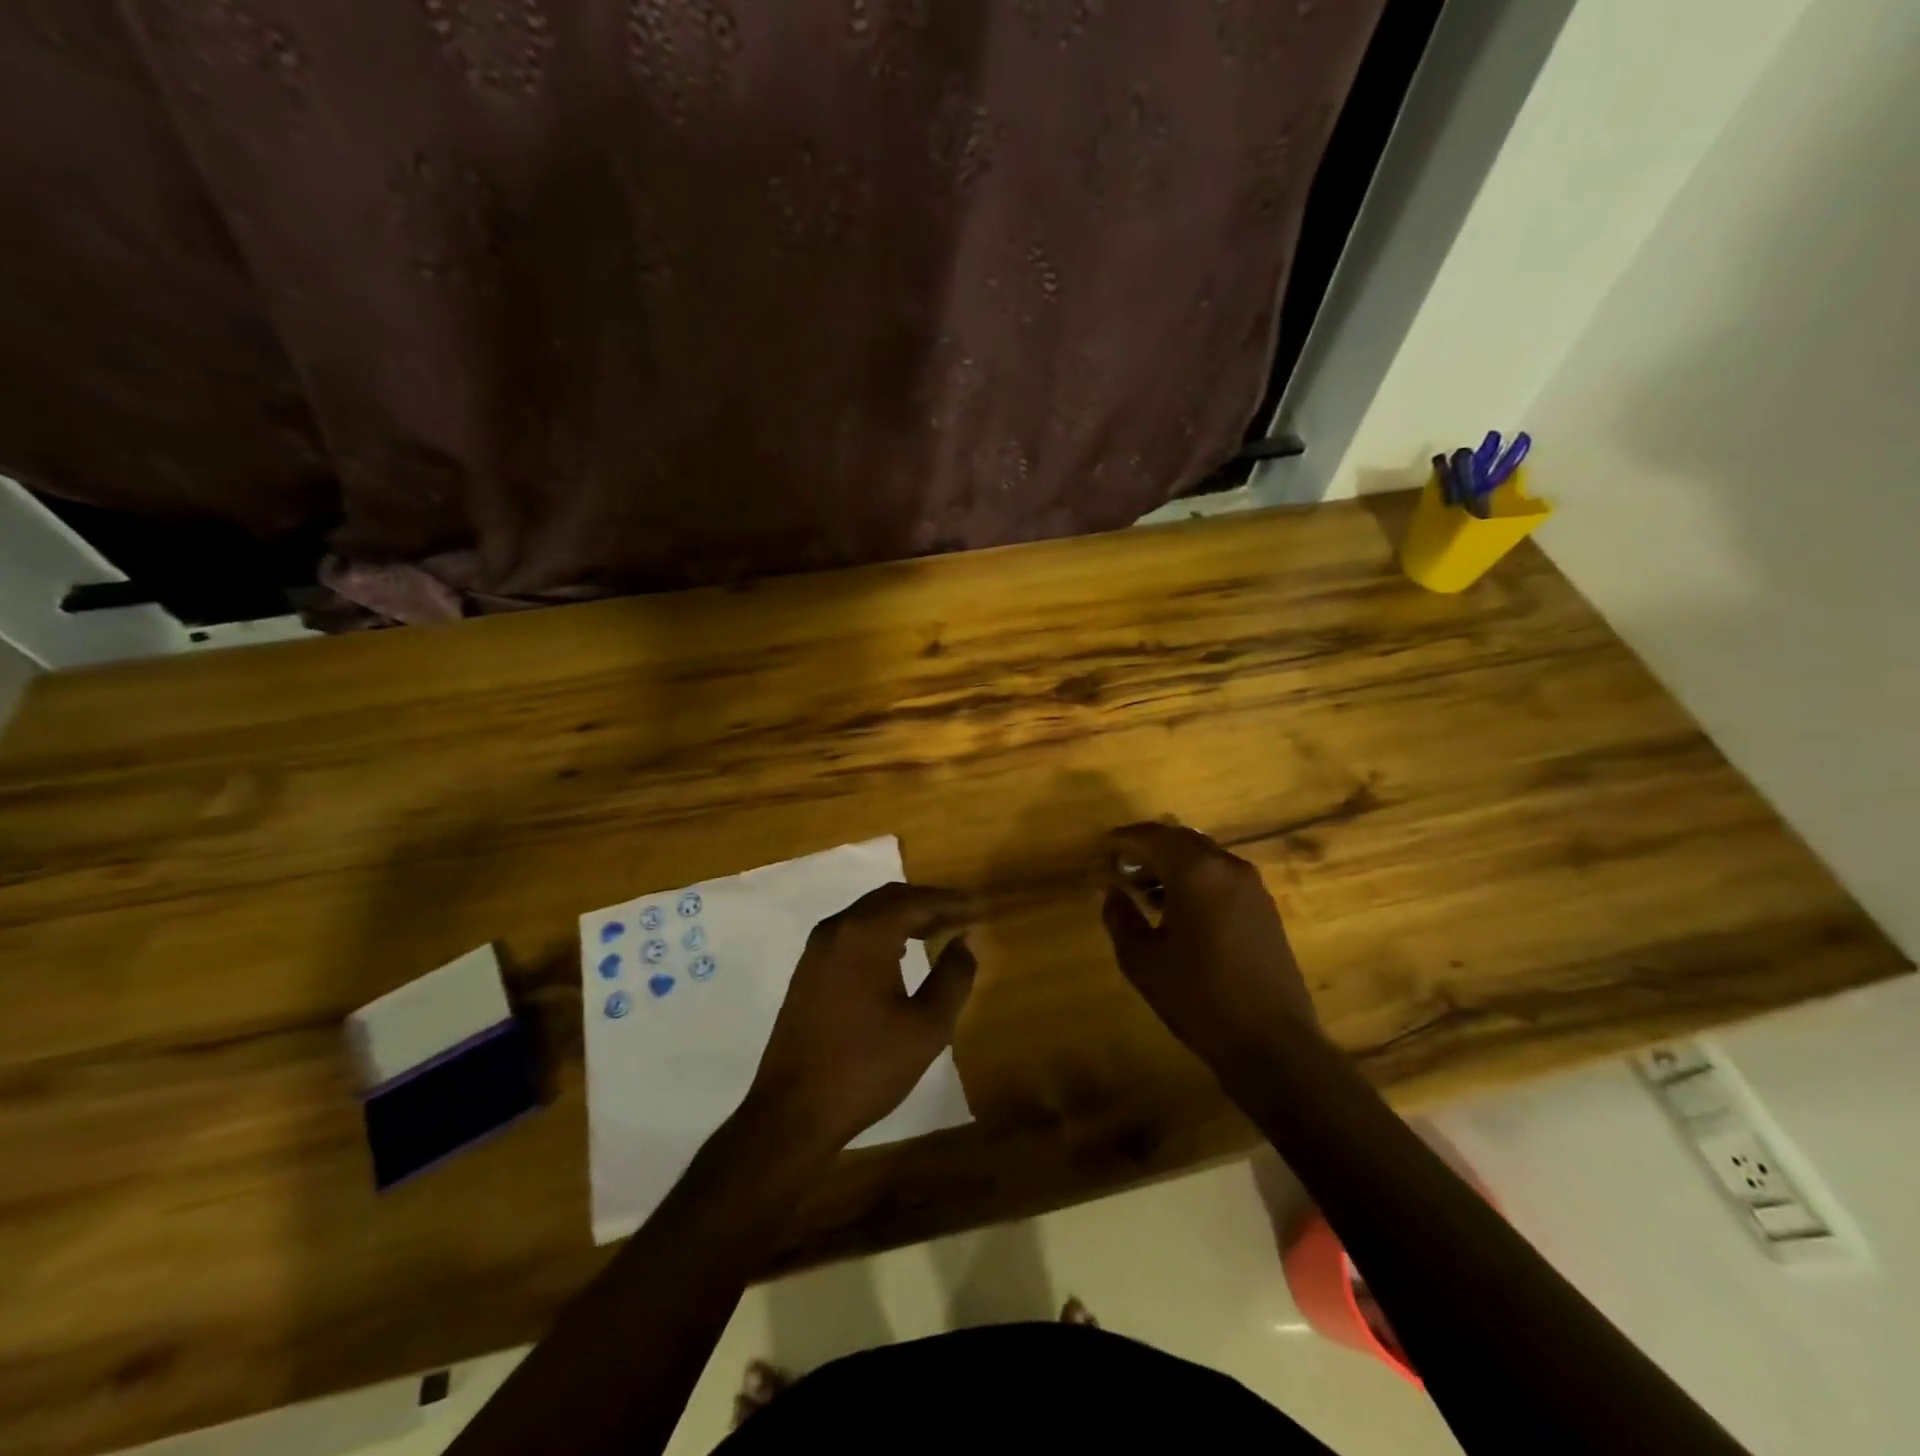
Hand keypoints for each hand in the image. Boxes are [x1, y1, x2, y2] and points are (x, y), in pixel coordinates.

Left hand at [746, 883, 976, 1152]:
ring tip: (939, 931)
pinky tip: (900, 953)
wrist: (793, 1112)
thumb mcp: (927, 1027)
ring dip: (905, 916)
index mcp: (865, 934)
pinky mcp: (808, 969)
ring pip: (869, 913)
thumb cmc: (866, 1067)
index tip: (981, 908)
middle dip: (929, 904)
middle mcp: (837, 929)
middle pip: (890, 898)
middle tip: (963, 917)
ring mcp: (817, 948)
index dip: (952, 902)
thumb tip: (963, 942)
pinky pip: (852, 932)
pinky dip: (882, 931)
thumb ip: (953, 977)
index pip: (917, 901)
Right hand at [1100, 822, 1321, 1074]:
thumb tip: (1111, 891)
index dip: (1124, 839)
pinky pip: (1221, 876)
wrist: (1272, 1043)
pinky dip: (1196, 880)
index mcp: (1196, 872)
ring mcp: (1252, 887)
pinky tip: (1179, 910)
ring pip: (1203, 857)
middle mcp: (1228, 867)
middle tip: (1120, 868)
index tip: (1102, 849)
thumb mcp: (1142, 960)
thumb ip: (1120, 917)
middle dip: (1149, 849)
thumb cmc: (1198, 998)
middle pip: (1181, 840)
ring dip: (1173, 864)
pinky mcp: (1265, 908)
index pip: (1153, 836)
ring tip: (1145, 891)